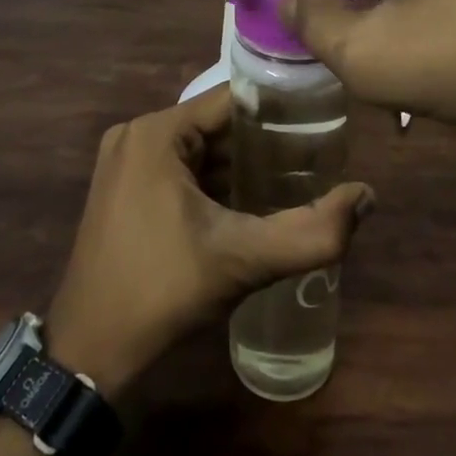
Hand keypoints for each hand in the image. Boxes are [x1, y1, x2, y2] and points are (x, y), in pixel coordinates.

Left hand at [45, 88, 373, 394]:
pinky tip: (249, 205)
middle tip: (316, 160)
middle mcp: (135, 135)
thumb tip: (368, 196)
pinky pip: (178, 170)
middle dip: (264, 143)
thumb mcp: (243, 260)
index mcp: (156, 132)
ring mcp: (124, 163)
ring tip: (293, 180)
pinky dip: (213, 183)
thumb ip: (312, 231)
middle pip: (216, 124)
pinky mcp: (122, 190)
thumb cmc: (162, 293)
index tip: (323, 125)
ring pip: (198, 149)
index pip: (232, 100)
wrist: (88, 355)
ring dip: (240, 166)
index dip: (279, 111)